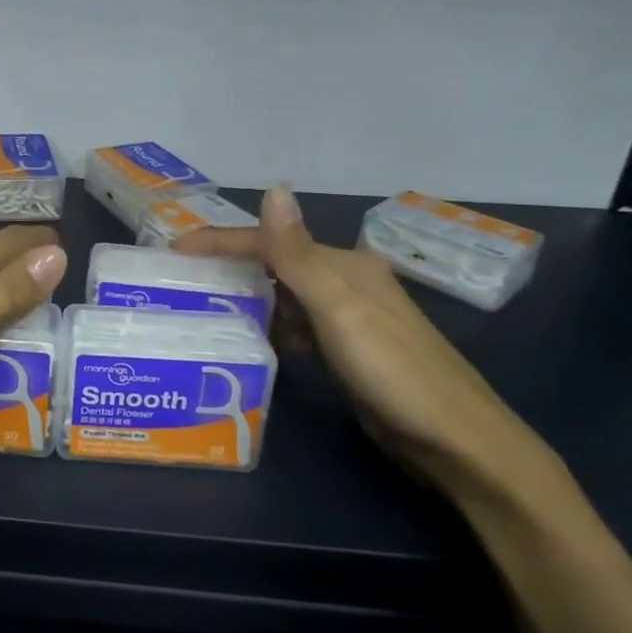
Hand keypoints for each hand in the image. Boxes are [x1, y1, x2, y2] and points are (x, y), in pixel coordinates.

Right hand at [176, 189, 557, 499]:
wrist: (457, 443)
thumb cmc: (393, 371)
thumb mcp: (339, 310)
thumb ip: (297, 254)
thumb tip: (273, 188)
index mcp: (344, 265)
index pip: (270, 242)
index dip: (221, 242)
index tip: (173, 252)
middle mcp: (345, 283)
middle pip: (275, 265)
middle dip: (230, 268)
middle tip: (180, 282)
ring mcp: (348, 319)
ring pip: (284, 297)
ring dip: (247, 298)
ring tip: (200, 308)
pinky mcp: (347, 352)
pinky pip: (296, 327)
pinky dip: (271, 328)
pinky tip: (249, 339)